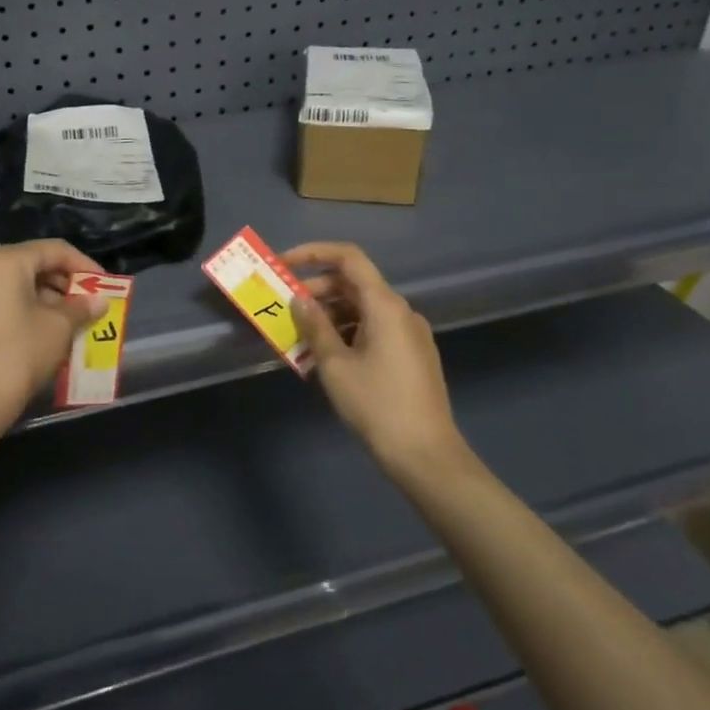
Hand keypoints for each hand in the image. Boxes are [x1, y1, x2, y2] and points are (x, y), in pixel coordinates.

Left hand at [0, 240, 107, 436]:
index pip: (54, 250)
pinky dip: (19, 311)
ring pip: (12, 286)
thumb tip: (98, 301)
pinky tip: (36, 334)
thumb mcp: (59, 328)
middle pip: (31, 266)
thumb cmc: (19, 355)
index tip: (105, 286)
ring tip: (66, 323)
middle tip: (87, 305)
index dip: (85, 266)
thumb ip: (81, 307)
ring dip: (42, 299)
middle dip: (63, 284)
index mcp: (3, 261)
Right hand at [286, 242, 485, 483]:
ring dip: (329, 315)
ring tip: (299, 337)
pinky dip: (346, 332)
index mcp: (385, 305)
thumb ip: (314, 326)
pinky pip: (373, 329)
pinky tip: (326, 356)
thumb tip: (299, 299)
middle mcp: (401, 311)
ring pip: (362, 309)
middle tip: (285, 307)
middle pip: (353, 284)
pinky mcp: (412, 356)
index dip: (313, 253)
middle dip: (316, 290)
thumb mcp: (335, 365)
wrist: (426, 456)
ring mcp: (410, 334)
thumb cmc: (377, 405)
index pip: (348, 257)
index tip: (284, 264)